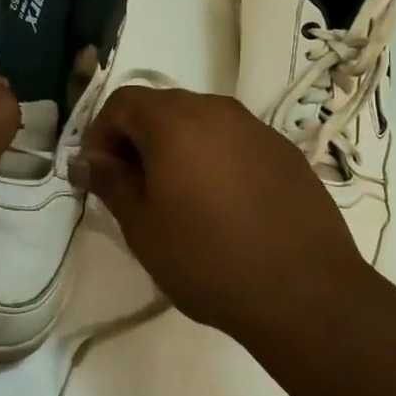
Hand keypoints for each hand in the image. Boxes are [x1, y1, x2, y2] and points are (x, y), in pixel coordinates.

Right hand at [77, 86, 367, 343]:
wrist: (305, 293)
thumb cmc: (208, 260)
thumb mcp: (142, 226)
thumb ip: (110, 181)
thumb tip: (90, 159)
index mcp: (175, 122)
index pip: (122, 102)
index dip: (100, 132)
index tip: (98, 173)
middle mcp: (217, 111)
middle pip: (161, 106)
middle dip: (137, 138)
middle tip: (132, 186)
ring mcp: (256, 128)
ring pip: (200, 122)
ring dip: (176, 147)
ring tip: (176, 195)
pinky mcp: (284, 151)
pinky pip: (234, 141)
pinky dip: (214, 157)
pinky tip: (221, 203)